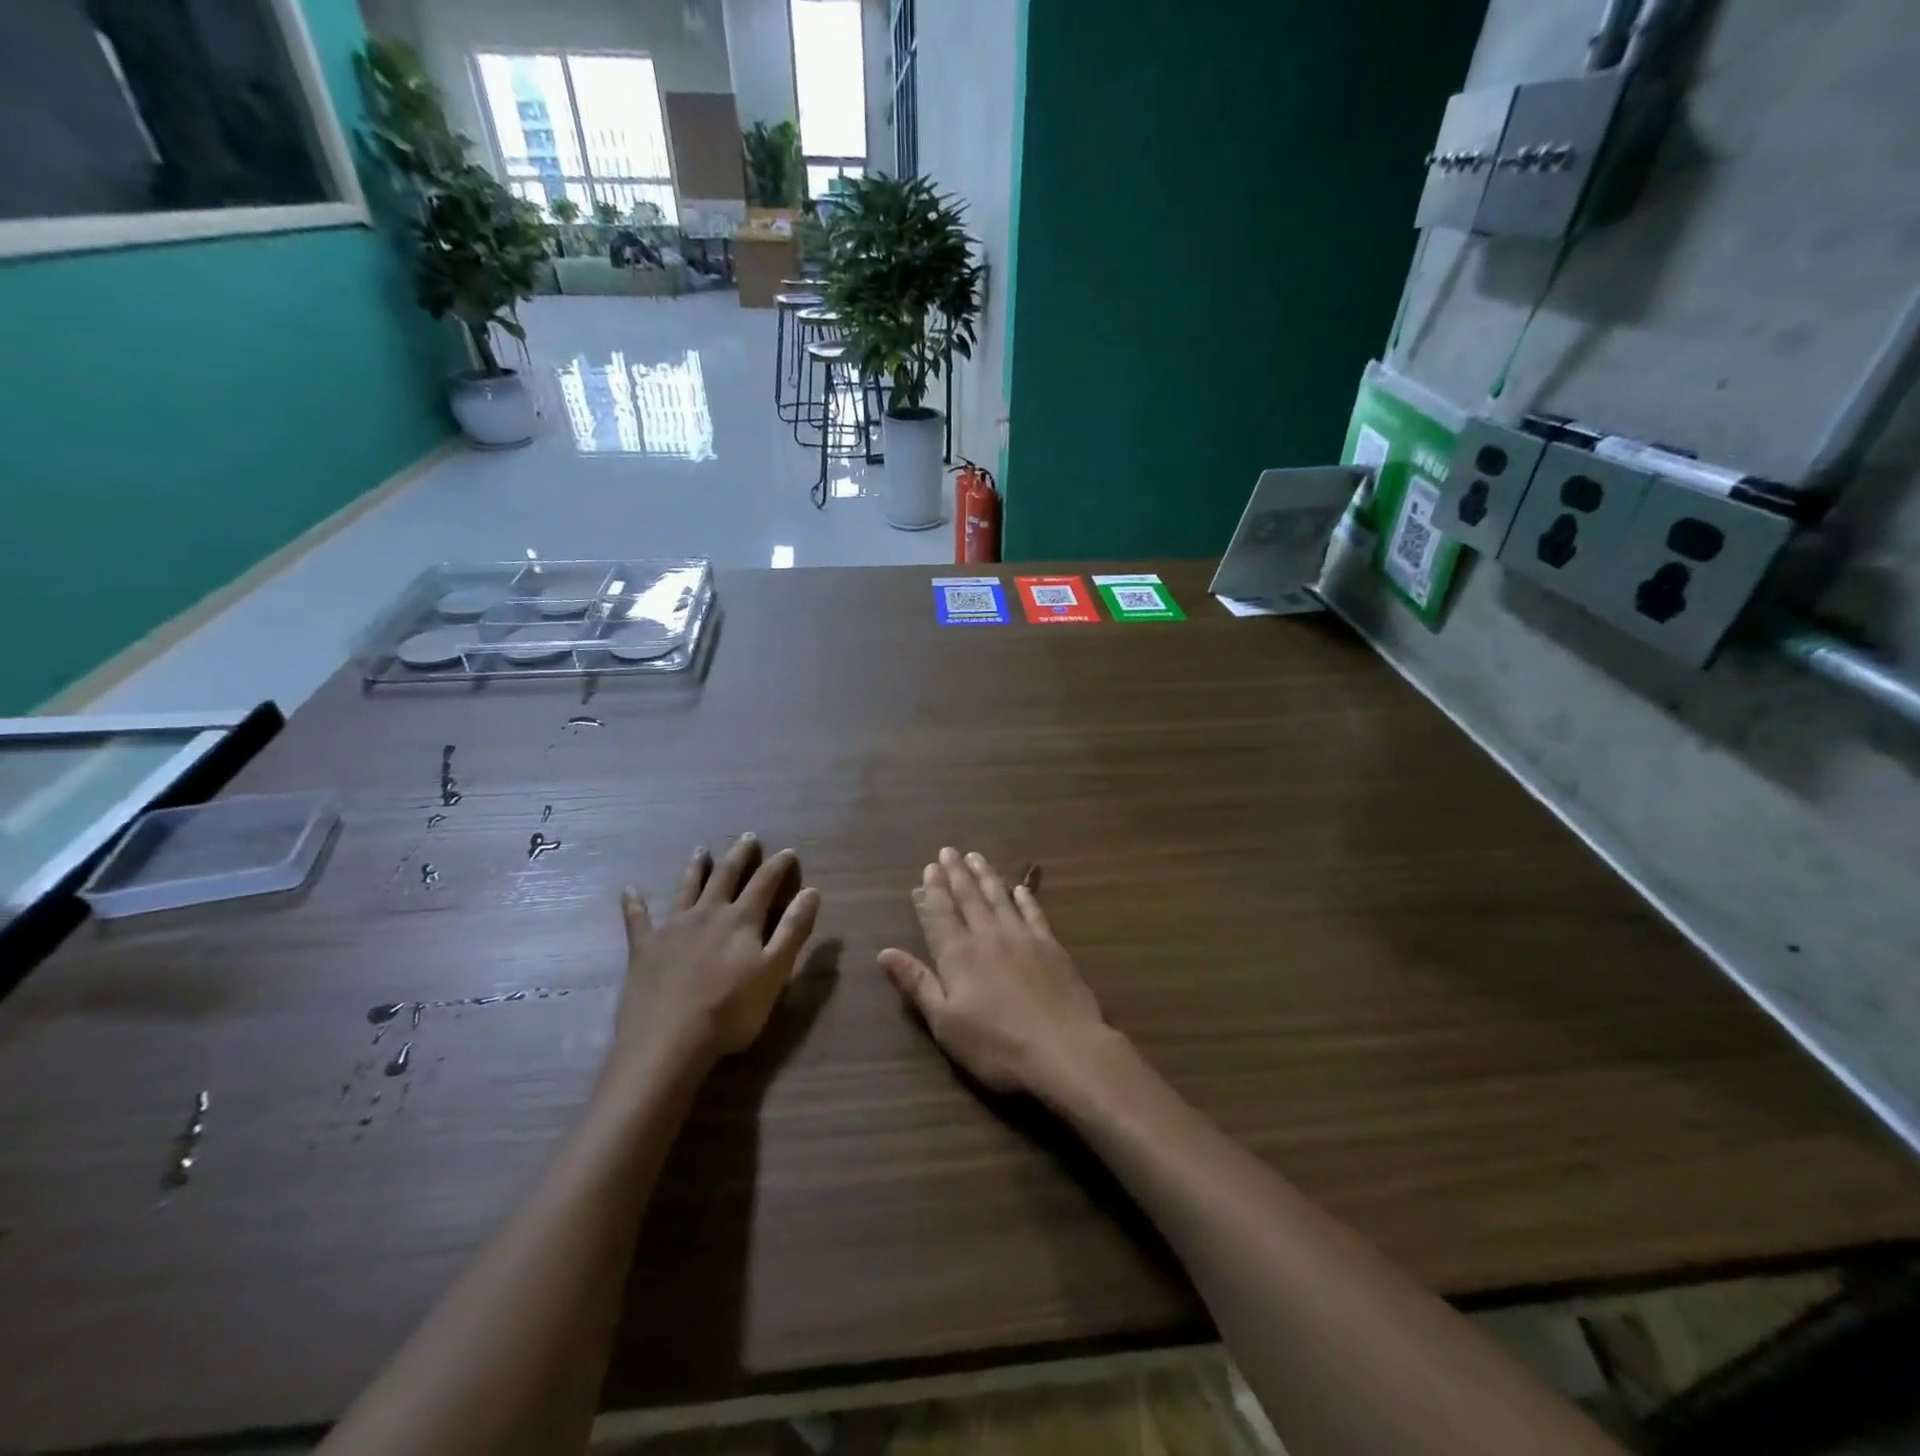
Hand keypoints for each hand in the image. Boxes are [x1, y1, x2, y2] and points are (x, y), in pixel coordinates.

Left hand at [611, 835, 821, 1081]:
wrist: (669, 1042)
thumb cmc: (731, 1011)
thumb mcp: (775, 971)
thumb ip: (793, 930)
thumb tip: (812, 891)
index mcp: (742, 919)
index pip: (765, 883)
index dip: (778, 866)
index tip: (788, 851)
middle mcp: (708, 913)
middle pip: (726, 877)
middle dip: (739, 857)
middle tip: (748, 838)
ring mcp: (673, 928)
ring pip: (687, 888)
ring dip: (696, 868)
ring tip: (701, 850)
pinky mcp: (644, 948)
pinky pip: (637, 920)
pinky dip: (635, 904)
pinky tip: (630, 891)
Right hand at [880, 848, 1111, 1097]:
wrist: (1064, 1048)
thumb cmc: (997, 1044)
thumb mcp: (946, 1023)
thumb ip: (917, 983)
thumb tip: (885, 952)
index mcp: (958, 955)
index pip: (940, 915)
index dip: (933, 891)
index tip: (929, 867)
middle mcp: (988, 936)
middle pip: (969, 898)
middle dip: (956, 874)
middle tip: (948, 851)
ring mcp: (1022, 937)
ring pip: (999, 898)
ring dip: (986, 876)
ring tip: (976, 856)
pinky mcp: (1051, 946)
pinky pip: (1034, 913)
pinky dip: (1025, 898)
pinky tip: (1020, 888)